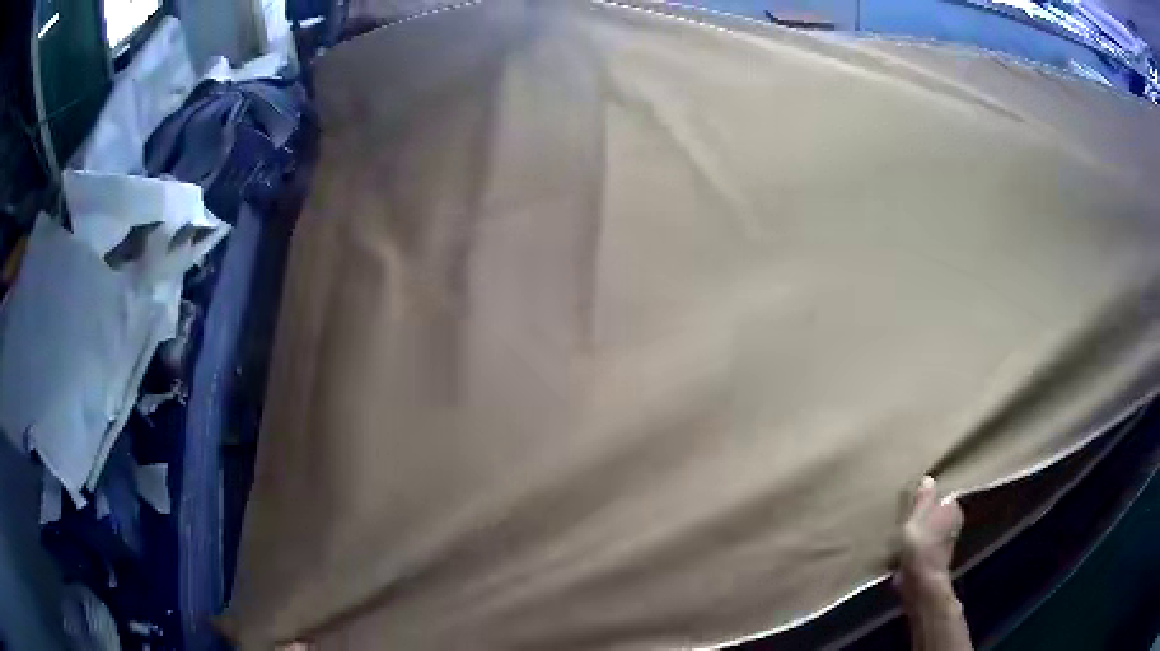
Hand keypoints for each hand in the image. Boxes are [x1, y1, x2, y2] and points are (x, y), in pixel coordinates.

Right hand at [895, 475, 963, 598]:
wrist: (920, 580)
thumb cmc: (921, 542)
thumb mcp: (918, 514)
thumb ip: (924, 498)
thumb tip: (928, 479)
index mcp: (953, 508)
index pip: (942, 496)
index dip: (928, 497)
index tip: (913, 498)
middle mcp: (953, 523)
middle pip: (935, 513)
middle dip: (922, 514)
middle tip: (904, 514)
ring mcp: (943, 543)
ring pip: (928, 531)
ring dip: (917, 532)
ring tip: (899, 531)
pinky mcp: (931, 559)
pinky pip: (921, 547)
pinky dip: (913, 547)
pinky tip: (900, 549)